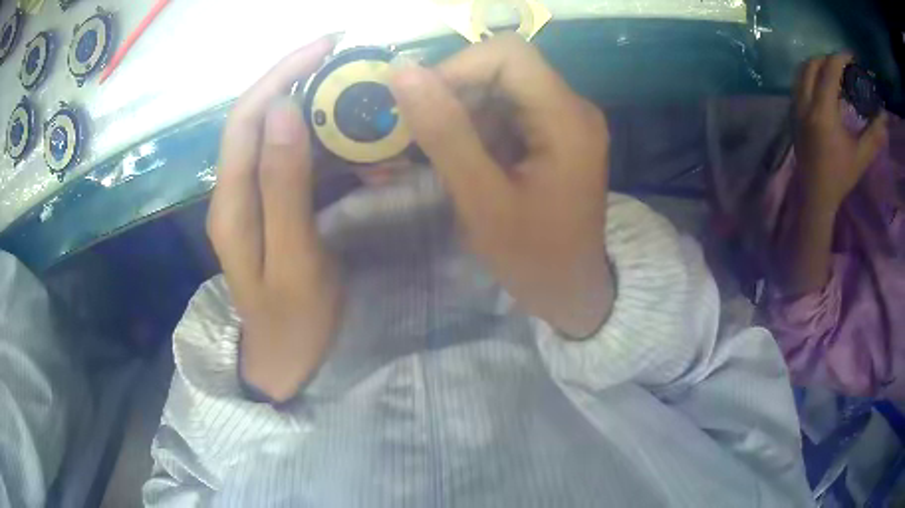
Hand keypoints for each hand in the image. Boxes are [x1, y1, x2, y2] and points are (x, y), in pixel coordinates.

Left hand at [207, 37, 341, 402]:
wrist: (285, 361)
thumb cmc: (294, 322)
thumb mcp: (294, 259)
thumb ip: (283, 187)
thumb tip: (285, 112)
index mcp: (231, 203)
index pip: (247, 117)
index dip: (281, 75)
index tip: (325, 47)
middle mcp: (234, 191)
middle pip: (261, 118)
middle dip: (300, 82)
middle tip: (351, 66)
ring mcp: (252, 198)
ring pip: (280, 136)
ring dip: (318, 115)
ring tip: (362, 105)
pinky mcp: (271, 206)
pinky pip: (295, 162)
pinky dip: (325, 147)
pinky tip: (358, 152)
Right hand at [390, 35, 613, 337]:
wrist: (571, 290)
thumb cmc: (533, 257)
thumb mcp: (483, 200)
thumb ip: (445, 133)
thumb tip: (403, 74)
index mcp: (566, 118)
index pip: (508, 54)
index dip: (458, 67)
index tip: (422, 105)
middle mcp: (572, 108)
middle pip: (504, 68)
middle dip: (456, 94)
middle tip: (424, 137)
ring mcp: (566, 120)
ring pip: (501, 88)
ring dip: (464, 113)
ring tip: (445, 157)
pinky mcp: (555, 134)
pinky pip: (509, 111)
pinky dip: (478, 127)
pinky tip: (467, 161)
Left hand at [794, 53, 887, 210]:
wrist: (816, 195)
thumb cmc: (841, 177)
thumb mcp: (861, 156)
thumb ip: (874, 134)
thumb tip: (884, 117)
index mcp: (823, 112)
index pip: (829, 71)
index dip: (840, 58)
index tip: (851, 56)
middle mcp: (805, 104)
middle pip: (812, 64)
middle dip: (828, 59)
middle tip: (843, 66)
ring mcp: (795, 107)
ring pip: (802, 71)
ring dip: (817, 65)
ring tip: (834, 73)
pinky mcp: (791, 113)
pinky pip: (798, 83)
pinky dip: (810, 76)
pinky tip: (823, 86)